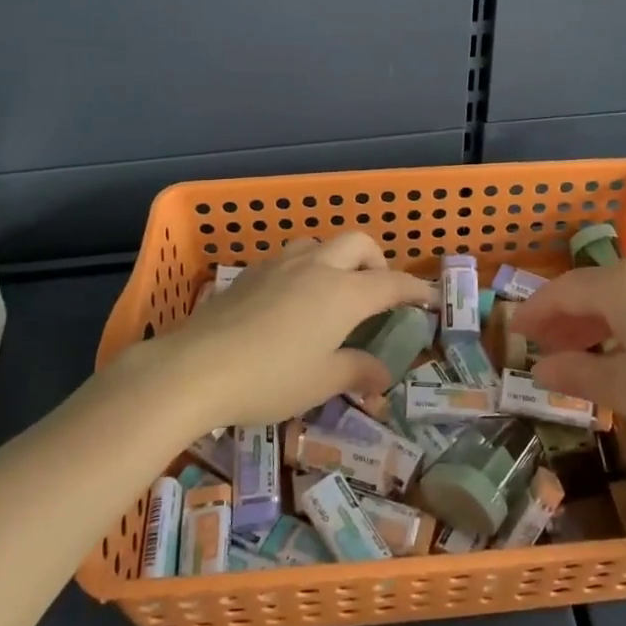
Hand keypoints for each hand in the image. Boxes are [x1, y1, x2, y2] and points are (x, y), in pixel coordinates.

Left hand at [125, 233, 433, 435]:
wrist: (195, 367)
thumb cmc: (269, 378)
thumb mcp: (321, 382)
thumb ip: (357, 372)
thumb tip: (383, 375)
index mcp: (344, 293)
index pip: (392, 283)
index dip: (416, 289)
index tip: (430, 298)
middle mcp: (317, 267)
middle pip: (359, 243)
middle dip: (378, 261)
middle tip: (378, 292)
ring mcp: (281, 265)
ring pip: (321, 243)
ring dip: (338, 259)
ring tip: (334, 291)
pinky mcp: (251, 273)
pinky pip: (291, 257)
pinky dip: (307, 267)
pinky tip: (293, 299)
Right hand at [512, 258, 625, 455]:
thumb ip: (577, 373)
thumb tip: (540, 368)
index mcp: (622, 284)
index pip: (563, 291)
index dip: (534, 312)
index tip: (514, 333)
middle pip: (590, 288)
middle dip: (561, 318)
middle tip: (540, 349)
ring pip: (618, 295)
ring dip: (591, 322)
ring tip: (576, 354)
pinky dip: (621, 322)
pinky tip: (620, 351)